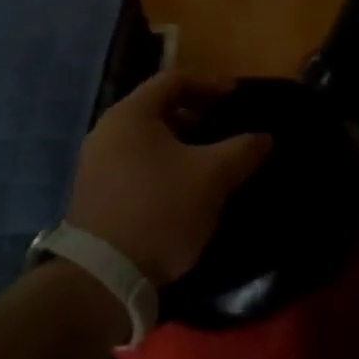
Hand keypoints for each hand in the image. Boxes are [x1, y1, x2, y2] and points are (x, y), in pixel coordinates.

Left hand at [67, 70, 271, 283]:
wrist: (103, 278)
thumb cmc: (161, 210)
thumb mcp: (212, 177)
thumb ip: (242, 149)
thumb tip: (264, 138)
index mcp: (131, 115)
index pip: (173, 80)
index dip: (209, 84)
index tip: (236, 97)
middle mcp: (107, 131)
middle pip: (156, 107)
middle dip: (195, 113)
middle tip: (224, 127)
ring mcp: (95, 164)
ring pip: (146, 139)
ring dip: (179, 142)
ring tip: (209, 160)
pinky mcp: (94, 194)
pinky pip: (135, 163)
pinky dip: (162, 164)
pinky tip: (184, 188)